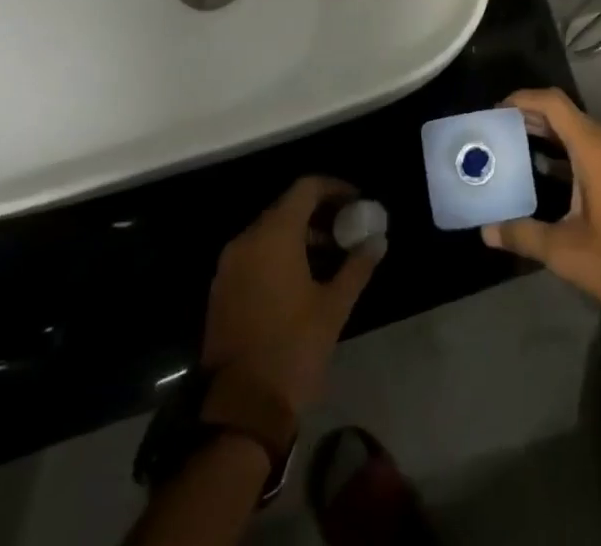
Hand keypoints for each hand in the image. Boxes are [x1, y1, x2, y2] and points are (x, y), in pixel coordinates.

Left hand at [200, 177, 383, 414]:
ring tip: (332, 256)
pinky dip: (280, 254)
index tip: (357, 202)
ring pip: (270, 232)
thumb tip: (378, 241)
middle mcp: (247, 241)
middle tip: (349, 228)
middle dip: (320, 213)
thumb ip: (357, 267)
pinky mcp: (222, 290)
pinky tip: (304, 278)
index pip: (306, 188)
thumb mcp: (333, 307)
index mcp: (273, 236)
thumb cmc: (292, 349)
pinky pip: (255, 254)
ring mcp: (229, 266)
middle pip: (287, 207)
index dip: (335, 189)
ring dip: (301, 235)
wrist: (239, 411)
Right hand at [481, 88, 600, 327]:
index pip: (554, 104)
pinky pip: (593, 151)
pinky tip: (546, 175)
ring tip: (516, 149)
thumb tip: (487, 231)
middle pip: (567, 115)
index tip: (497, 110)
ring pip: (581, 134)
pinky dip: (567, 154)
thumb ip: (523, 234)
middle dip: (532, 117)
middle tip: (499, 130)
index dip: (524, 99)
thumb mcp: (563, 250)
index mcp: (595, 149)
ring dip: (550, 136)